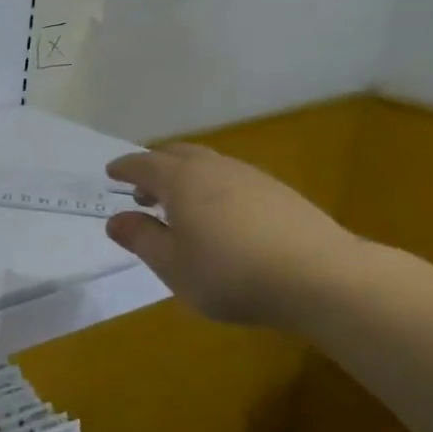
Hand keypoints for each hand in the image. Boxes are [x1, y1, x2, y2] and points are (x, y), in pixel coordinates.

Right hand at [104, 143, 358, 327]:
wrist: (320, 277)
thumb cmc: (231, 273)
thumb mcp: (173, 266)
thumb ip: (141, 239)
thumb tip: (116, 220)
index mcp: (181, 181)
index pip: (144, 165)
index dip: (125, 168)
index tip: (111, 173)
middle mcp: (214, 168)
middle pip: (178, 154)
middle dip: (155, 167)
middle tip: (142, 191)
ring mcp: (251, 177)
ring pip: (208, 165)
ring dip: (186, 178)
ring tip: (180, 206)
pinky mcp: (280, 193)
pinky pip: (233, 179)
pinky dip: (213, 188)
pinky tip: (221, 217)